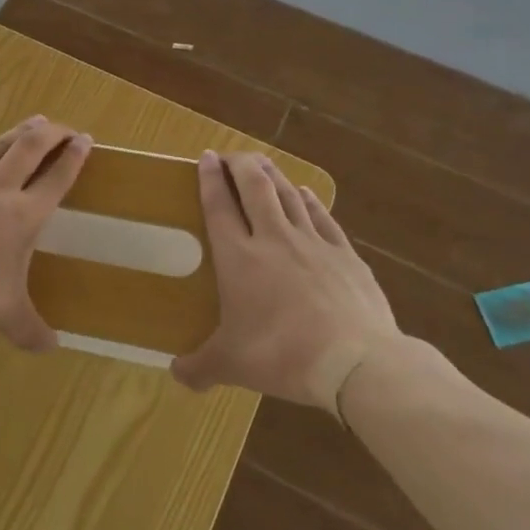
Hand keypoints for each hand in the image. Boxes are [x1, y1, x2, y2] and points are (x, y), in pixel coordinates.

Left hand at [0, 117, 90, 350]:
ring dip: (17, 133)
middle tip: (63, 127)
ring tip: (33, 122)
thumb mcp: (4, 314)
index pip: (57, 178)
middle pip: (31, 149)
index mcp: (24, 216)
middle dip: (51, 133)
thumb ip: (30, 330)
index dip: (75, 158)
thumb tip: (52, 349)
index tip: (86, 140)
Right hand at [172, 151, 398, 411]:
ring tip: (262, 164)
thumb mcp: (231, 365)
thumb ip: (200, 367)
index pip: (219, 206)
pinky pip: (322, 216)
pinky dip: (311, 200)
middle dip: (241, 164)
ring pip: (288, 194)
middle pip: (255, 187)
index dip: (210, 178)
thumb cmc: (281, 355)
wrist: (353, 360)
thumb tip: (176, 375)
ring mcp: (313, 242)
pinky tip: (307, 193)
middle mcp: (273, 238)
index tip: (206, 157)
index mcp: (239, 257)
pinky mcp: (345, 254)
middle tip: (232, 154)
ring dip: (273, 175)